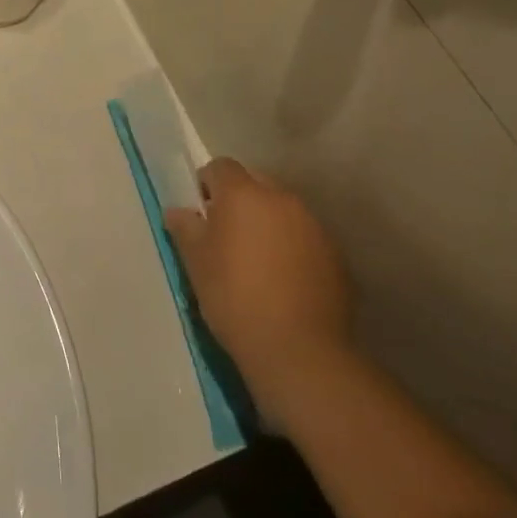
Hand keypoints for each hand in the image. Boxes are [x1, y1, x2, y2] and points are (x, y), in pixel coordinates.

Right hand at [165, 159, 352, 398]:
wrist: (298, 351)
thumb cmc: (234, 297)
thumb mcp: (195, 262)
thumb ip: (185, 227)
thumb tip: (180, 211)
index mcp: (244, 194)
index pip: (221, 167)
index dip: (207, 185)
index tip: (200, 214)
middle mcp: (282, 200)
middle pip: (255, 184)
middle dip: (239, 201)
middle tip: (225, 236)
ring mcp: (314, 227)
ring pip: (283, 211)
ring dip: (267, 224)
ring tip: (255, 262)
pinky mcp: (336, 257)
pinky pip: (304, 238)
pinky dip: (291, 248)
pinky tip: (282, 282)